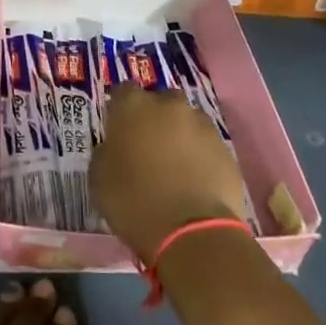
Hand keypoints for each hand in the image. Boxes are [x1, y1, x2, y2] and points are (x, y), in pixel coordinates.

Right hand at [90, 82, 249, 261]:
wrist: (192, 233)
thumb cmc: (134, 203)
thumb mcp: (99, 179)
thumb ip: (106, 152)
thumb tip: (115, 147)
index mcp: (133, 106)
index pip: (123, 91)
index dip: (120, 110)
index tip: (118, 130)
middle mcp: (169, 105)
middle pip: (160, 101)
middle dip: (155, 117)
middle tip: (148, 146)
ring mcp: (201, 125)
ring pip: (186, 121)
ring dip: (180, 135)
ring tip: (175, 167)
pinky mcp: (226, 148)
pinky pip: (206, 145)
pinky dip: (200, 156)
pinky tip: (194, 181)